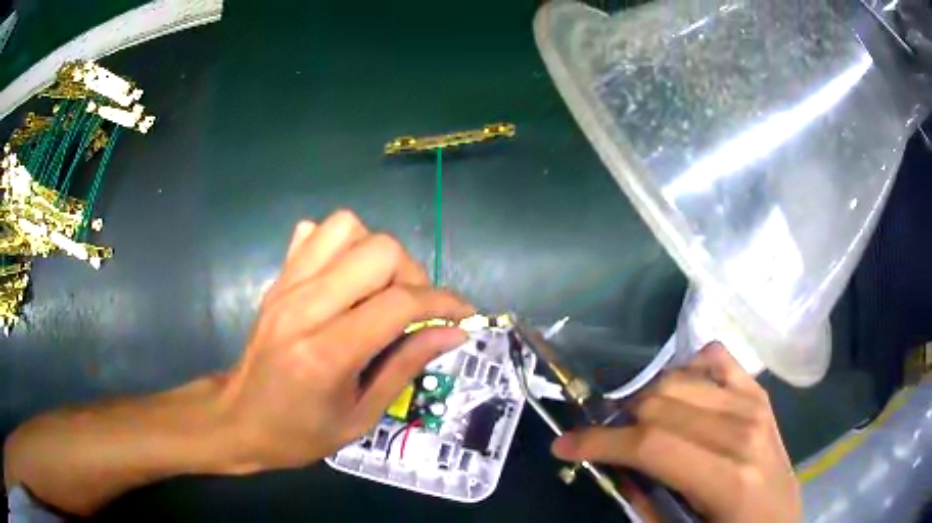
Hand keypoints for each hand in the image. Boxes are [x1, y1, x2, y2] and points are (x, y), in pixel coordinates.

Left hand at [218, 210, 474, 471]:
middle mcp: (304, 307)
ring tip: (380, 290)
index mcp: (326, 353)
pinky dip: (343, 244)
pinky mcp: (277, 279)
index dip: (442, 302)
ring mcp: (286, 286)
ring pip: (347, 227)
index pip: (399, 303)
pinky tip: (346, 278)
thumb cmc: (300, 432)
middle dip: (413, 274)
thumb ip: (406, 366)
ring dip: (377, 253)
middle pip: (379, 250)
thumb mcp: (361, 417)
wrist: (240, 419)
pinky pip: (316, 233)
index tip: (463, 314)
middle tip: (415, 309)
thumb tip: (453, 332)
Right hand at [551, 343, 799, 522]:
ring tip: (637, 425)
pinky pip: (715, 358)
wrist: (777, 519)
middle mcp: (744, 431)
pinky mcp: (759, 393)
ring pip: (680, 378)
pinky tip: (679, 394)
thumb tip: (612, 465)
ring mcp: (755, 404)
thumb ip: (645, 500)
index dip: (598, 441)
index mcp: (727, 479)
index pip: (651, 444)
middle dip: (618, 421)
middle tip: (603, 442)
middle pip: (661, 404)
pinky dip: (687, 368)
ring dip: (646, 399)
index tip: (563, 445)